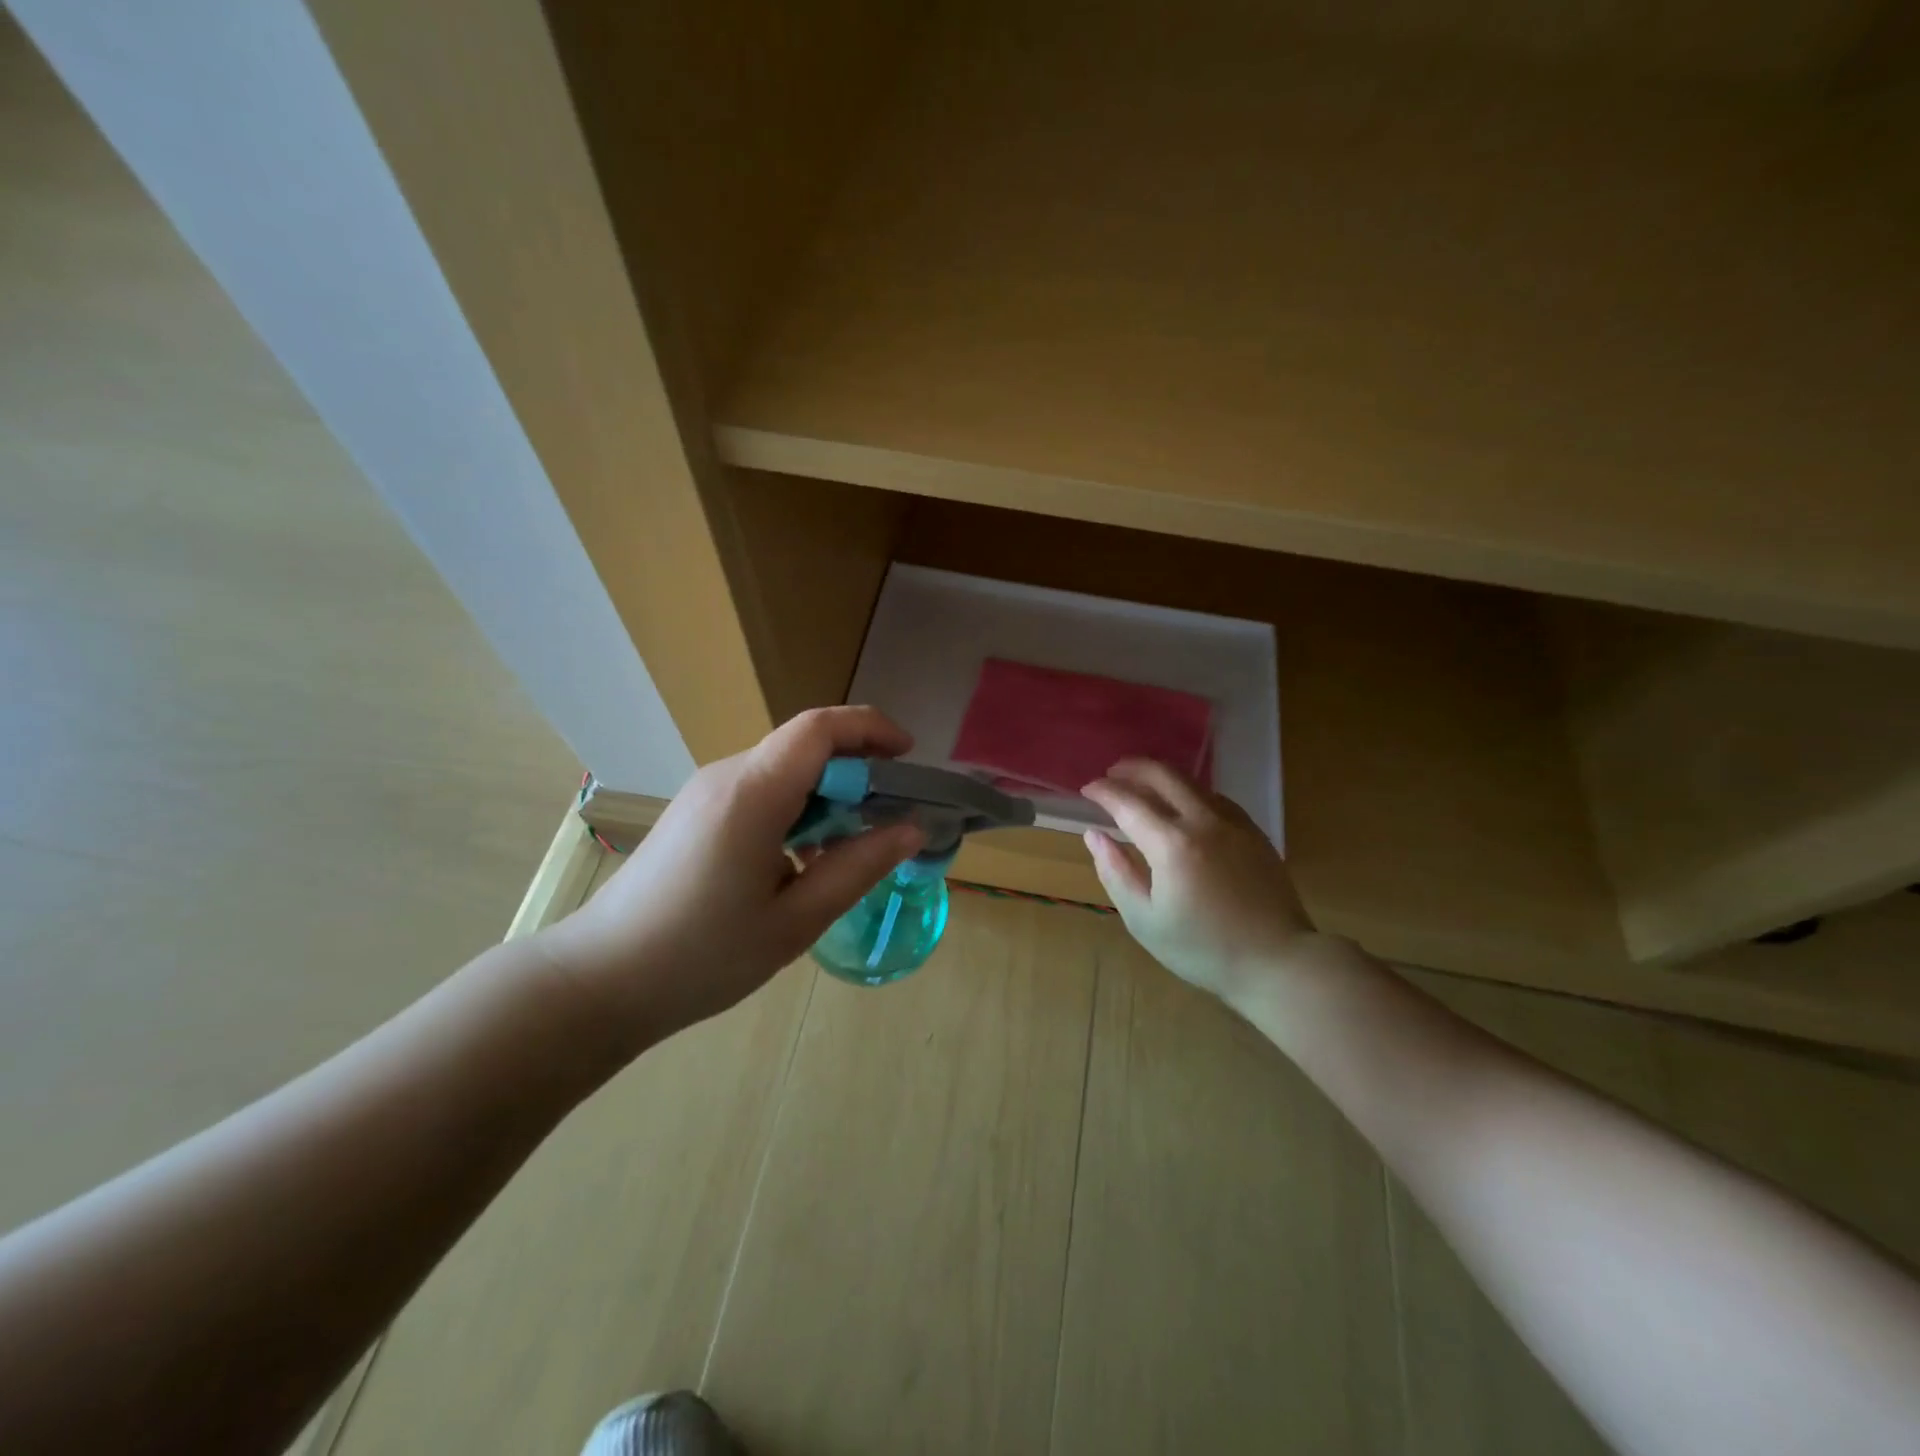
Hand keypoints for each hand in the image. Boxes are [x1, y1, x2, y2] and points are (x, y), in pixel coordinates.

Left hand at [542, 707, 925, 1049]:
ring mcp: (706, 792)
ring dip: (828, 793)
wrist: (600, 981)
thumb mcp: (795, 920)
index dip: (871, 729)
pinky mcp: (696, 812)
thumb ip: (858, 867)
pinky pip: (760, 790)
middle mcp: (727, 776)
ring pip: (784, 769)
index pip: (820, 728)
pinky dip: (798, 808)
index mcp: (753, 793)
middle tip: (892, 816)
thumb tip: (912, 829)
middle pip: (804, 745)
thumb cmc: (702, 956)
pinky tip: (804, 859)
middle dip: (858, 767)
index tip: (909, 759)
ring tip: (853, 845)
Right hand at [1081, 760, 1318, 1007]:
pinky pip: (1214, 797)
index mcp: (1172, 844)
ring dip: (1160, 776)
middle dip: (1131, 768)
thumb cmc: (1203, 949)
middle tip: (1111, 774)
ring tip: (1140, 786)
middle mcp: (1203, 821)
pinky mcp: (1253, 831)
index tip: (1086, 790)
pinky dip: (1188, 792)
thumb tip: (1094, 836)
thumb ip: (1115, 872)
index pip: (1128, 802)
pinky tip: (1181, 806)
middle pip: (1163, 775)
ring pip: (1191, 781)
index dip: (1103, 791)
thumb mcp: (1144, 920)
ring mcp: (1233, 823)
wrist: (1277, 961)